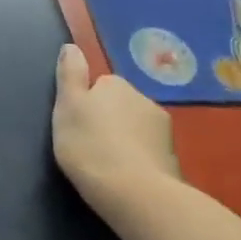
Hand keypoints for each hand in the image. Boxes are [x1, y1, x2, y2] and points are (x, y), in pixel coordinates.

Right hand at [53, 43, 180, 224]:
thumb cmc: (89, 145)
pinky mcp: (174, 159)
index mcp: (116, 85)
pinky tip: (126, 176)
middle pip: (120, 105)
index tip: (76, 124)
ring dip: (125, 139)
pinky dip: (138, 159)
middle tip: (89, 144)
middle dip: (109, 120)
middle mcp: (144, 99)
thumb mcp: (66, 106)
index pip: (100, 85)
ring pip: (136, 128)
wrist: (135, 193)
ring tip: (107, 163)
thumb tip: (72, 46)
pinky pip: (149, 151)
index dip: (86, 103)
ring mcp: (163, 130)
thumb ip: (70, 74)